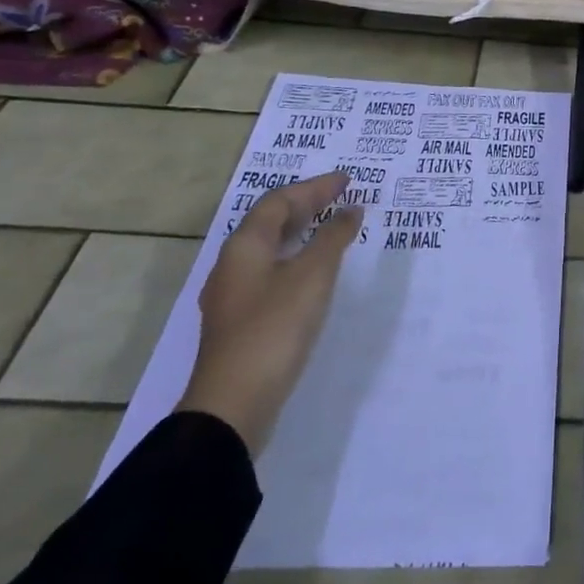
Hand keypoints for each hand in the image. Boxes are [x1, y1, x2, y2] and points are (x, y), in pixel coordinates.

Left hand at [177, 169, 362, 455]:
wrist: (234, 403)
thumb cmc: (275, 328)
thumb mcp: (312, 276)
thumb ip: (333, 238)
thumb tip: (349, 210)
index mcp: (245, 246)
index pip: (279, 201)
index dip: (314, 187)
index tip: (348, 180)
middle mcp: (233, 264)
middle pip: (269, 222)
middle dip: (306, 205)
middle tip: (340, 197)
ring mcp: (234, 295)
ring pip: (269, 248)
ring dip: (300, 232)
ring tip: (331, 228)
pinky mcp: (241, 321)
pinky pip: (271, 272)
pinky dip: (296, 259)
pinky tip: (313, 273)